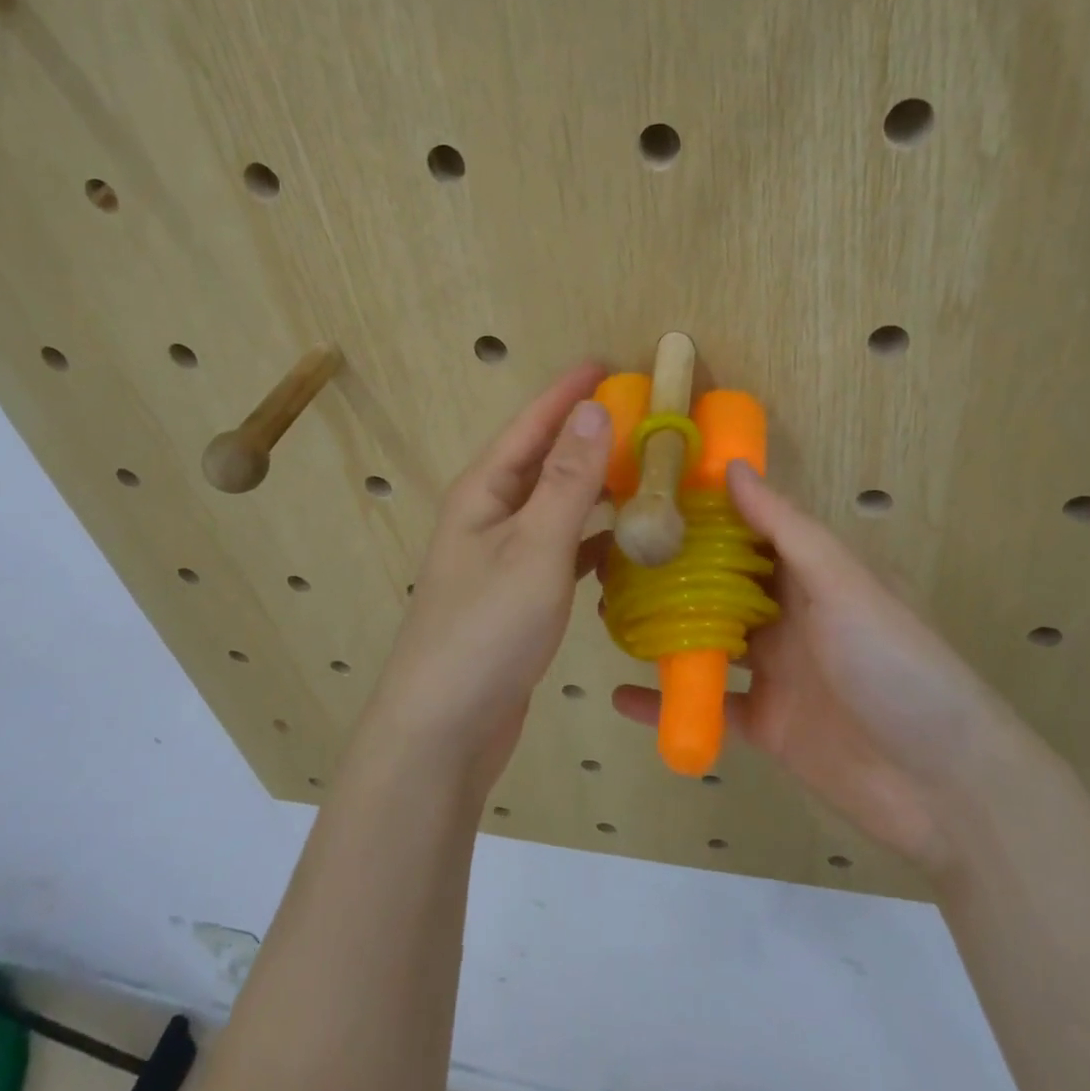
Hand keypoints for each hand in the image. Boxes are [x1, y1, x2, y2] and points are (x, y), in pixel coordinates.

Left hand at [364, 362, 612, 794]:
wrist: (445, 726)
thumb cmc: (486, 627)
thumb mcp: (534, 546)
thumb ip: (566, 480)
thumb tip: (594, 411)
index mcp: (483, 492)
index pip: (531, 425)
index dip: (568, 393)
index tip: (608, 364)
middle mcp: (489, 516)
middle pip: (543, 462)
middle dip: (588, 437)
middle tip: (642, 418)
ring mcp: (502, 558)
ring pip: (556, 507)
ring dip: (595, 489)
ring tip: (644, 472)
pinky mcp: (518, 595)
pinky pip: (562, 551)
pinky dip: (593, 541)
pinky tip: (625, 544)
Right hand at [613, 462, 1010, 873]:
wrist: (946, 788)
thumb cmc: (895, 665)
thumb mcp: (843, 584)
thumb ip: (786, 529)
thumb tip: (733, 467)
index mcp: (814, 575)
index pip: (750, 531)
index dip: (704, 512)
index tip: (647, 494)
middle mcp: (792, 616)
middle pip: (721, 586)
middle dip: (672, 572)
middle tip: (610, 556)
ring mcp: (777, 672)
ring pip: (709, 642)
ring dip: (664, 632)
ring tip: (605, 615)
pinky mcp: (766, 724)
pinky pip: (708, 707)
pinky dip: (668, 704)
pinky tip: (621, 696)